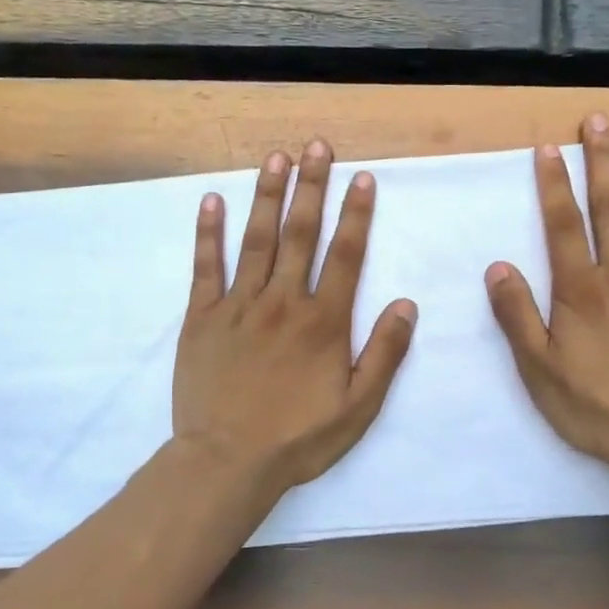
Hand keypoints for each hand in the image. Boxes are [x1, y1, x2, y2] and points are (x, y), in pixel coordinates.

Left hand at [174, 139, 417, 504]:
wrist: (226, 462)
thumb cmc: (298, 438)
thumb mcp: (358, 408)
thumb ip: (385, 354)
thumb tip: (407, 304)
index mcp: (323, 321)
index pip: (346, 255)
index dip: (356, 214)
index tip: (362, 178)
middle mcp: (282, 301)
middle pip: (300, 233)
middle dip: (311, 186)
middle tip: (316, 146)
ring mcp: (238, 305)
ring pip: (256, 240)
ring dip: (267, 195)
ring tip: (275, 158)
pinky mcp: (201, 317)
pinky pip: (205, 267)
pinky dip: (208, 233)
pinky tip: (211, 201)